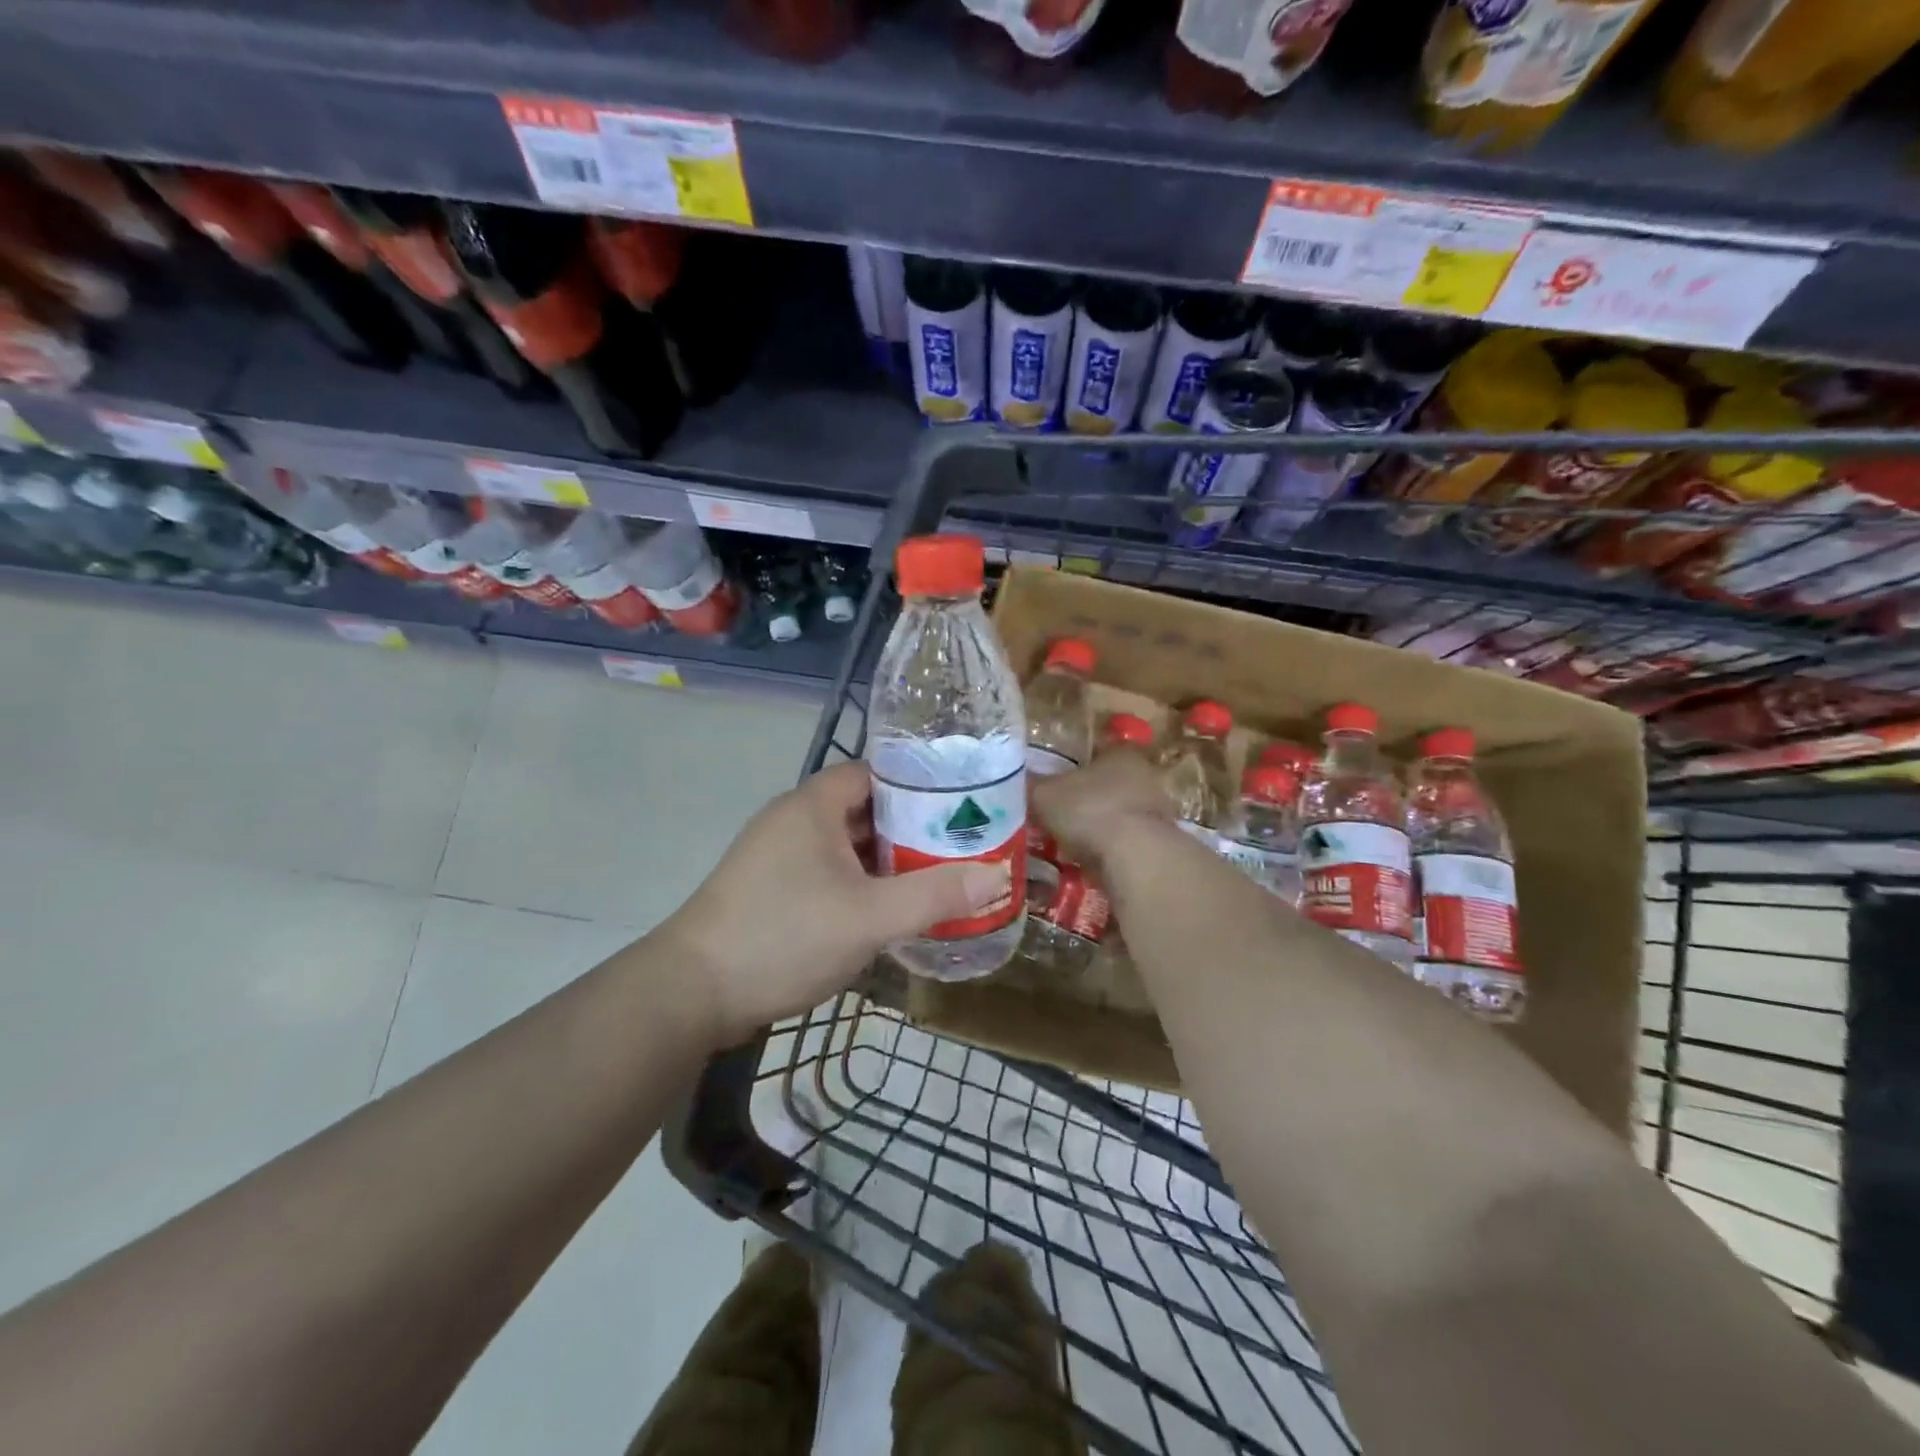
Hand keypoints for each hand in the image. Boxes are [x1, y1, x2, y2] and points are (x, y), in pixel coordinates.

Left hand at [657, 760, 1011, 1046]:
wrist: (691, 994)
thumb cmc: (783, 936)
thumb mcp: (869, 917)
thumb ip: (934, 895)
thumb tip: (996, 875)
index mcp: (813, 806)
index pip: (875, 772)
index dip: (919, 784)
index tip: (962, 805)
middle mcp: (793, 820)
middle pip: (864, 809)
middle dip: (911, 828)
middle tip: (960, 846)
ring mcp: (777, 856)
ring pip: (846, 846)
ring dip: (886, 860)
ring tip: (937, 877)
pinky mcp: (770, 890)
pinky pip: (828, 873)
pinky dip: (860, 884)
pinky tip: (888, 910)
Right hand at [1030, 750, 1174, 872]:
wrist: (1135, 858)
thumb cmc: (1089, 810)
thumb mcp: (1044, 794)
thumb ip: (1031, 785)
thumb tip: (1015, 780)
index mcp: (1120, 753)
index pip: (1095, 750)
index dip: (1072, 765)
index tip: (1053, 781)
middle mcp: (1144, 776)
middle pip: (1107, 783)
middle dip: (1084, 798)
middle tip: (1057, 814)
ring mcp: (1156, 811)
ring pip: (1117, 814)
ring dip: (1097, 826)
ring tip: (1069, 842)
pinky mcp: (1159, 844)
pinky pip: (1125, 842)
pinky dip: (1108, 850)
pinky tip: (1087, 861)